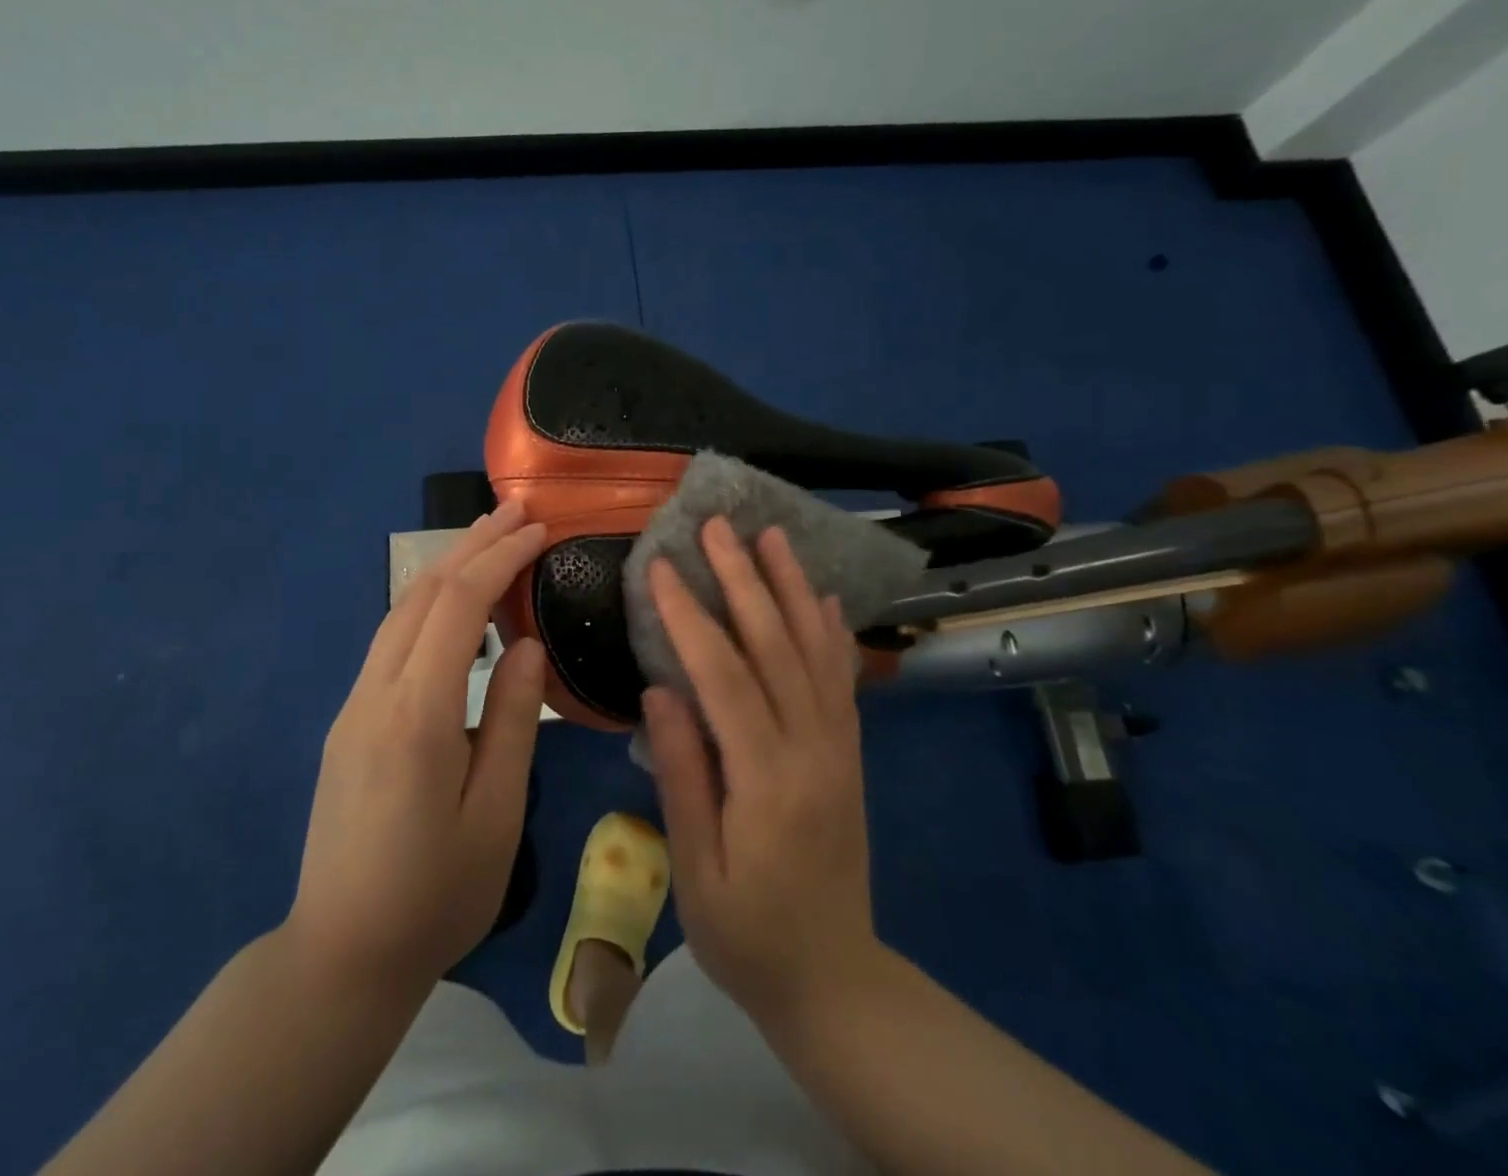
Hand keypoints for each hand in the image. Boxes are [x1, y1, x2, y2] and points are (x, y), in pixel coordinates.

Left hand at [286, 500, 547, 996]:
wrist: (340, 955)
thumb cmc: (435, 895)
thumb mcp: (497, 815)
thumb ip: (514, 721)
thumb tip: (528, 644)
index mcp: (418, 714)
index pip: (459, 606)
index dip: (499, 558)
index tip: (538, 529)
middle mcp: (377, 693)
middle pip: (423, 594)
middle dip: (472, 545)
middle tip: (517, 512)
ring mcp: (354, 705)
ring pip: (401, 613)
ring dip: (447, 569)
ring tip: (490, 542)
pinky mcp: (348, 722)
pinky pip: (391, 642)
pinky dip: (428, 605)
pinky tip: (454, 606)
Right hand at [642, 517, 876, 1029]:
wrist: (835, 981)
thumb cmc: (747, 935)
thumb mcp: (697, 871)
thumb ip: (683, 776)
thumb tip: (661, 689)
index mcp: (767, 780)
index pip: (723, 677)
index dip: (689, 616)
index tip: (659, 567)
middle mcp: (812, 749)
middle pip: (775, 645)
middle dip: (743, 578)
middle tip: (717, 526)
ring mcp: (838, 747)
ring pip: (815, 650)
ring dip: (791, 587)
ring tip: (773, 536)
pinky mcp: (848, 753)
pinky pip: (841, 679)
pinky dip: (830, 630)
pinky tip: (821, 597)